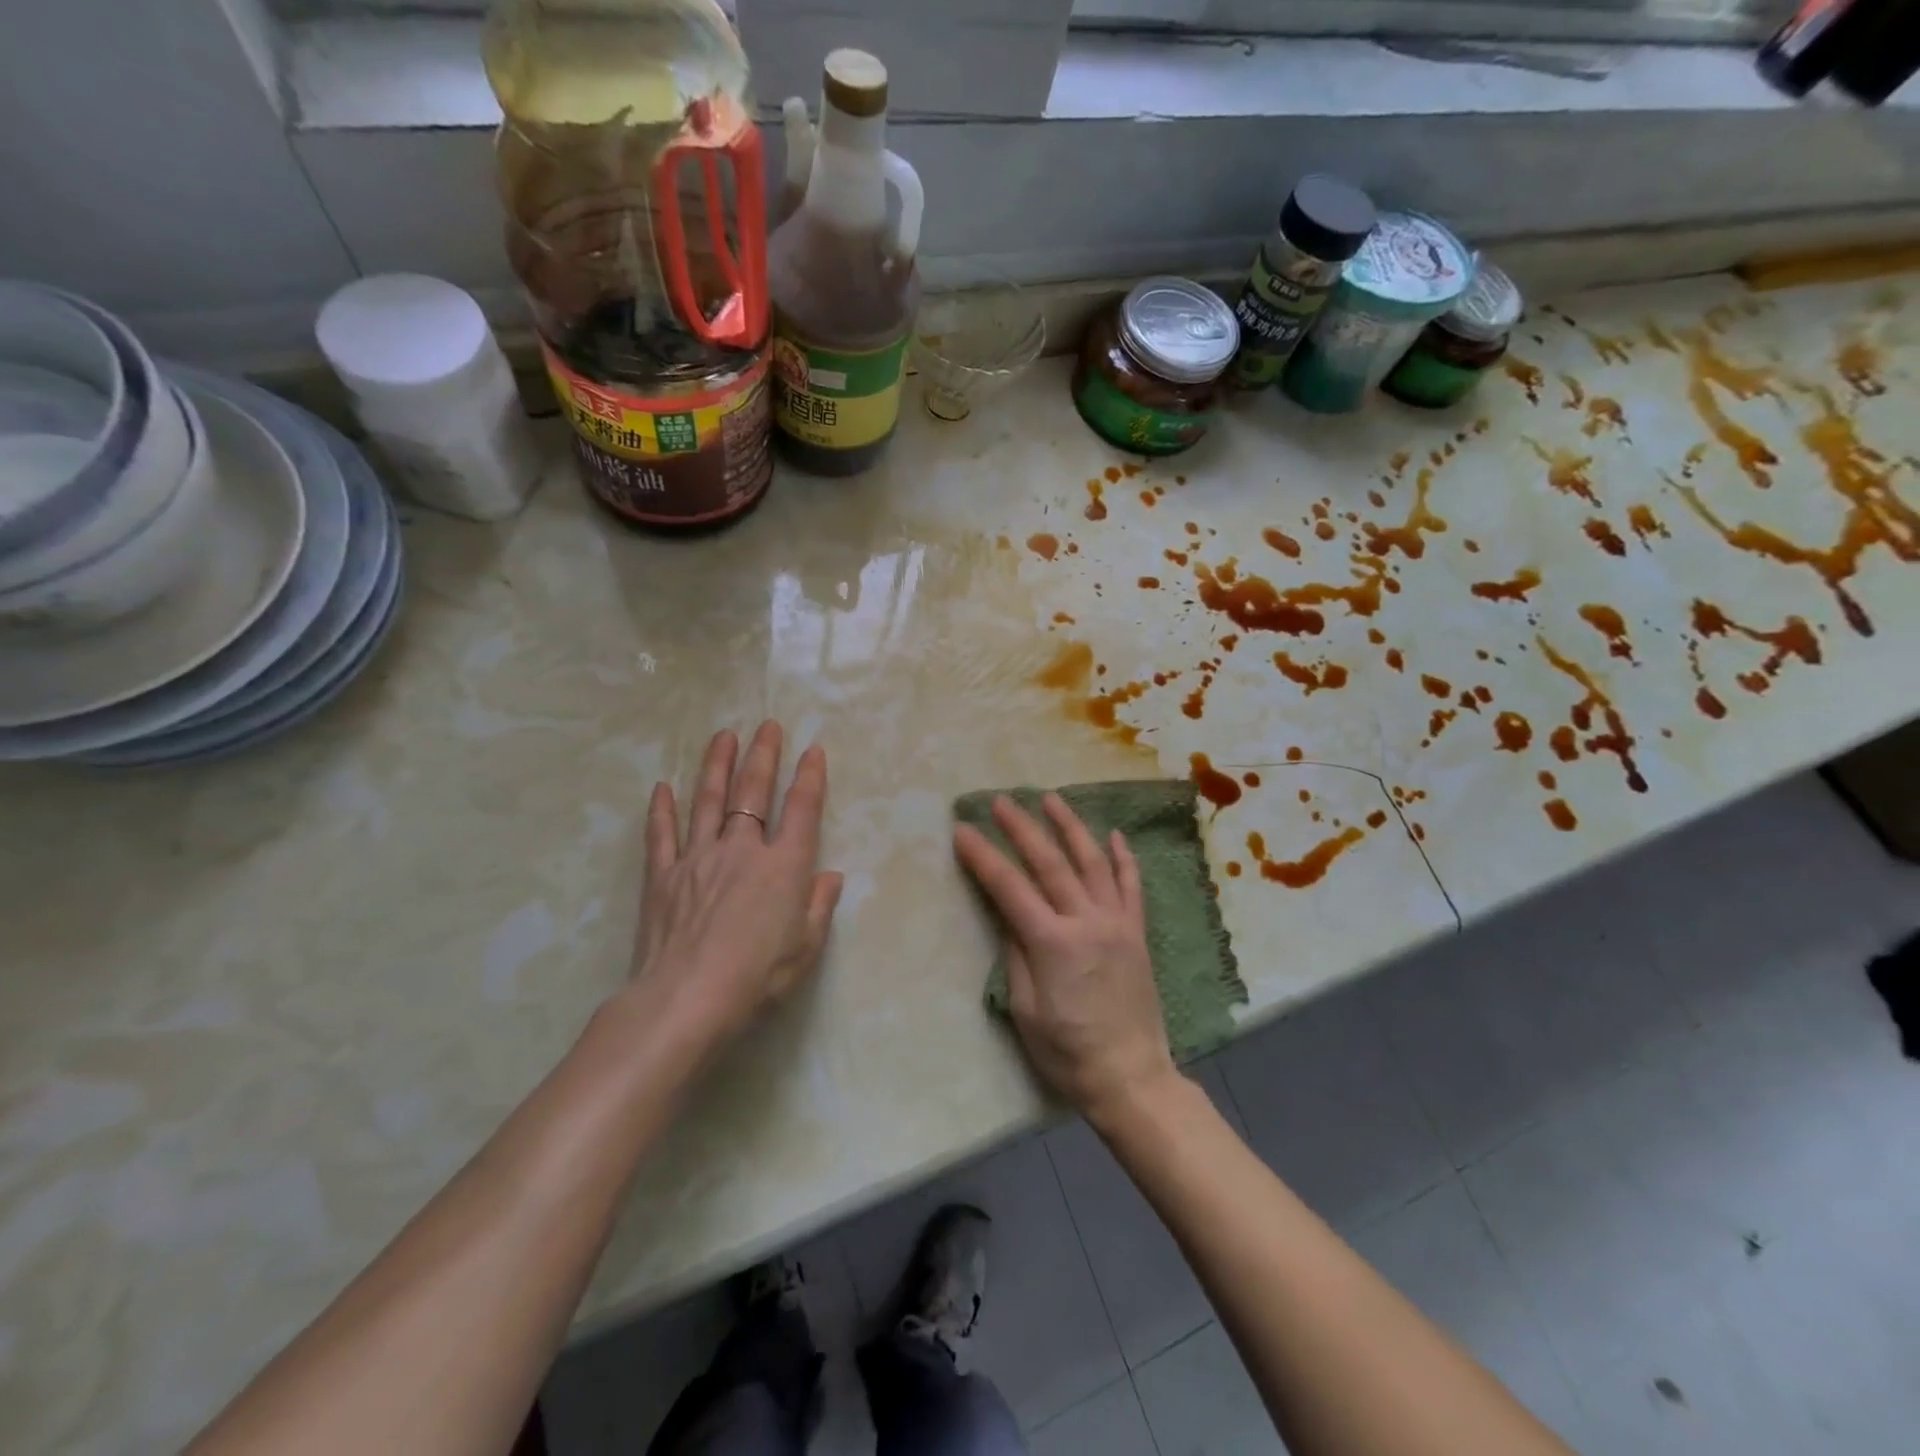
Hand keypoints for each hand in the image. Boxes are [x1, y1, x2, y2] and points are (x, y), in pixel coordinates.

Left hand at [625, 722, 843, 1060]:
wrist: (686, 998)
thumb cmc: (757, 976)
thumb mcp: (806, 947)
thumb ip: (819, 906)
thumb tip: (830, 876)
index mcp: (783, 866)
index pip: (802, 809)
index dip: (810, 777)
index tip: (813, 751)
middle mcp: (742, 849)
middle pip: (753, 792)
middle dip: (763, 756)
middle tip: (767, 726)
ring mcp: (698, 857)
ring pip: (708, 800)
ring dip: (716, 765)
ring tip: (723, 736)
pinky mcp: (663, 875)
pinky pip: (662, 834)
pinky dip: (662, 809)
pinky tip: (663, 787)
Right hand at [953, 794, 1176, 1127]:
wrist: (1130, 1075)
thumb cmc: (1067, 1051)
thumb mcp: (1025, 1010)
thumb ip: (1015, 955)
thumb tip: (1007, 915)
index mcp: (1051, 943)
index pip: (1009, 887)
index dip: (983, 856)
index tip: (962, 830)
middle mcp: (1086, 921)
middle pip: (1050, 863)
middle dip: (1021, 828)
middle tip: (1001, 801)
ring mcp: (1116, 923)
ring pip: (1093, 862)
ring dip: (1070, 827)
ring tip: (1051, 799)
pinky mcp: (1136, 932)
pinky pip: (1132, 886)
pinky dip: (1123, 858)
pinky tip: (1114, 835)